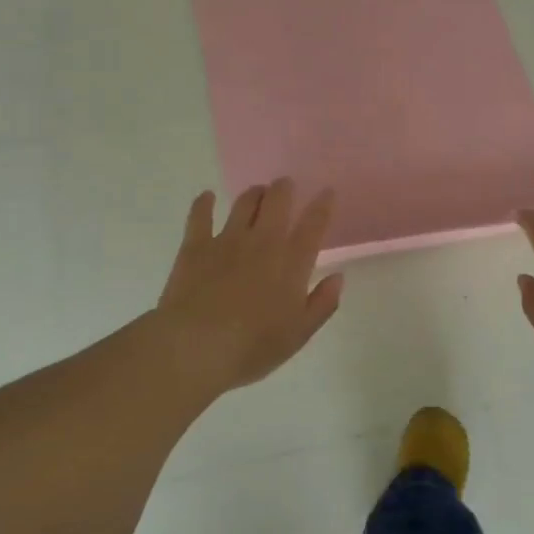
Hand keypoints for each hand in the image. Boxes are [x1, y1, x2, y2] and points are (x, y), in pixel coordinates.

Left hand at [154, 180, 344, 394]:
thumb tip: (338, 277)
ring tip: (257, 192)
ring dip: (254, 193)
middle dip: (284, 188)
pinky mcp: (196, 245)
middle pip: (278, 201)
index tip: (327, 192)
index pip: (313, 224)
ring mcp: (227, 240)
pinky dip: (204, 203)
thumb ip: (322, 304)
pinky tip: (207, 197)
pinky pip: (200, 215)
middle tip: (285, 186)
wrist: (195, 347)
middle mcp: (263, 242)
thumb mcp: (298, 334)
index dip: (322, 205)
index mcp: (292, 263)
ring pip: (244, 203)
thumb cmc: (252, 347)